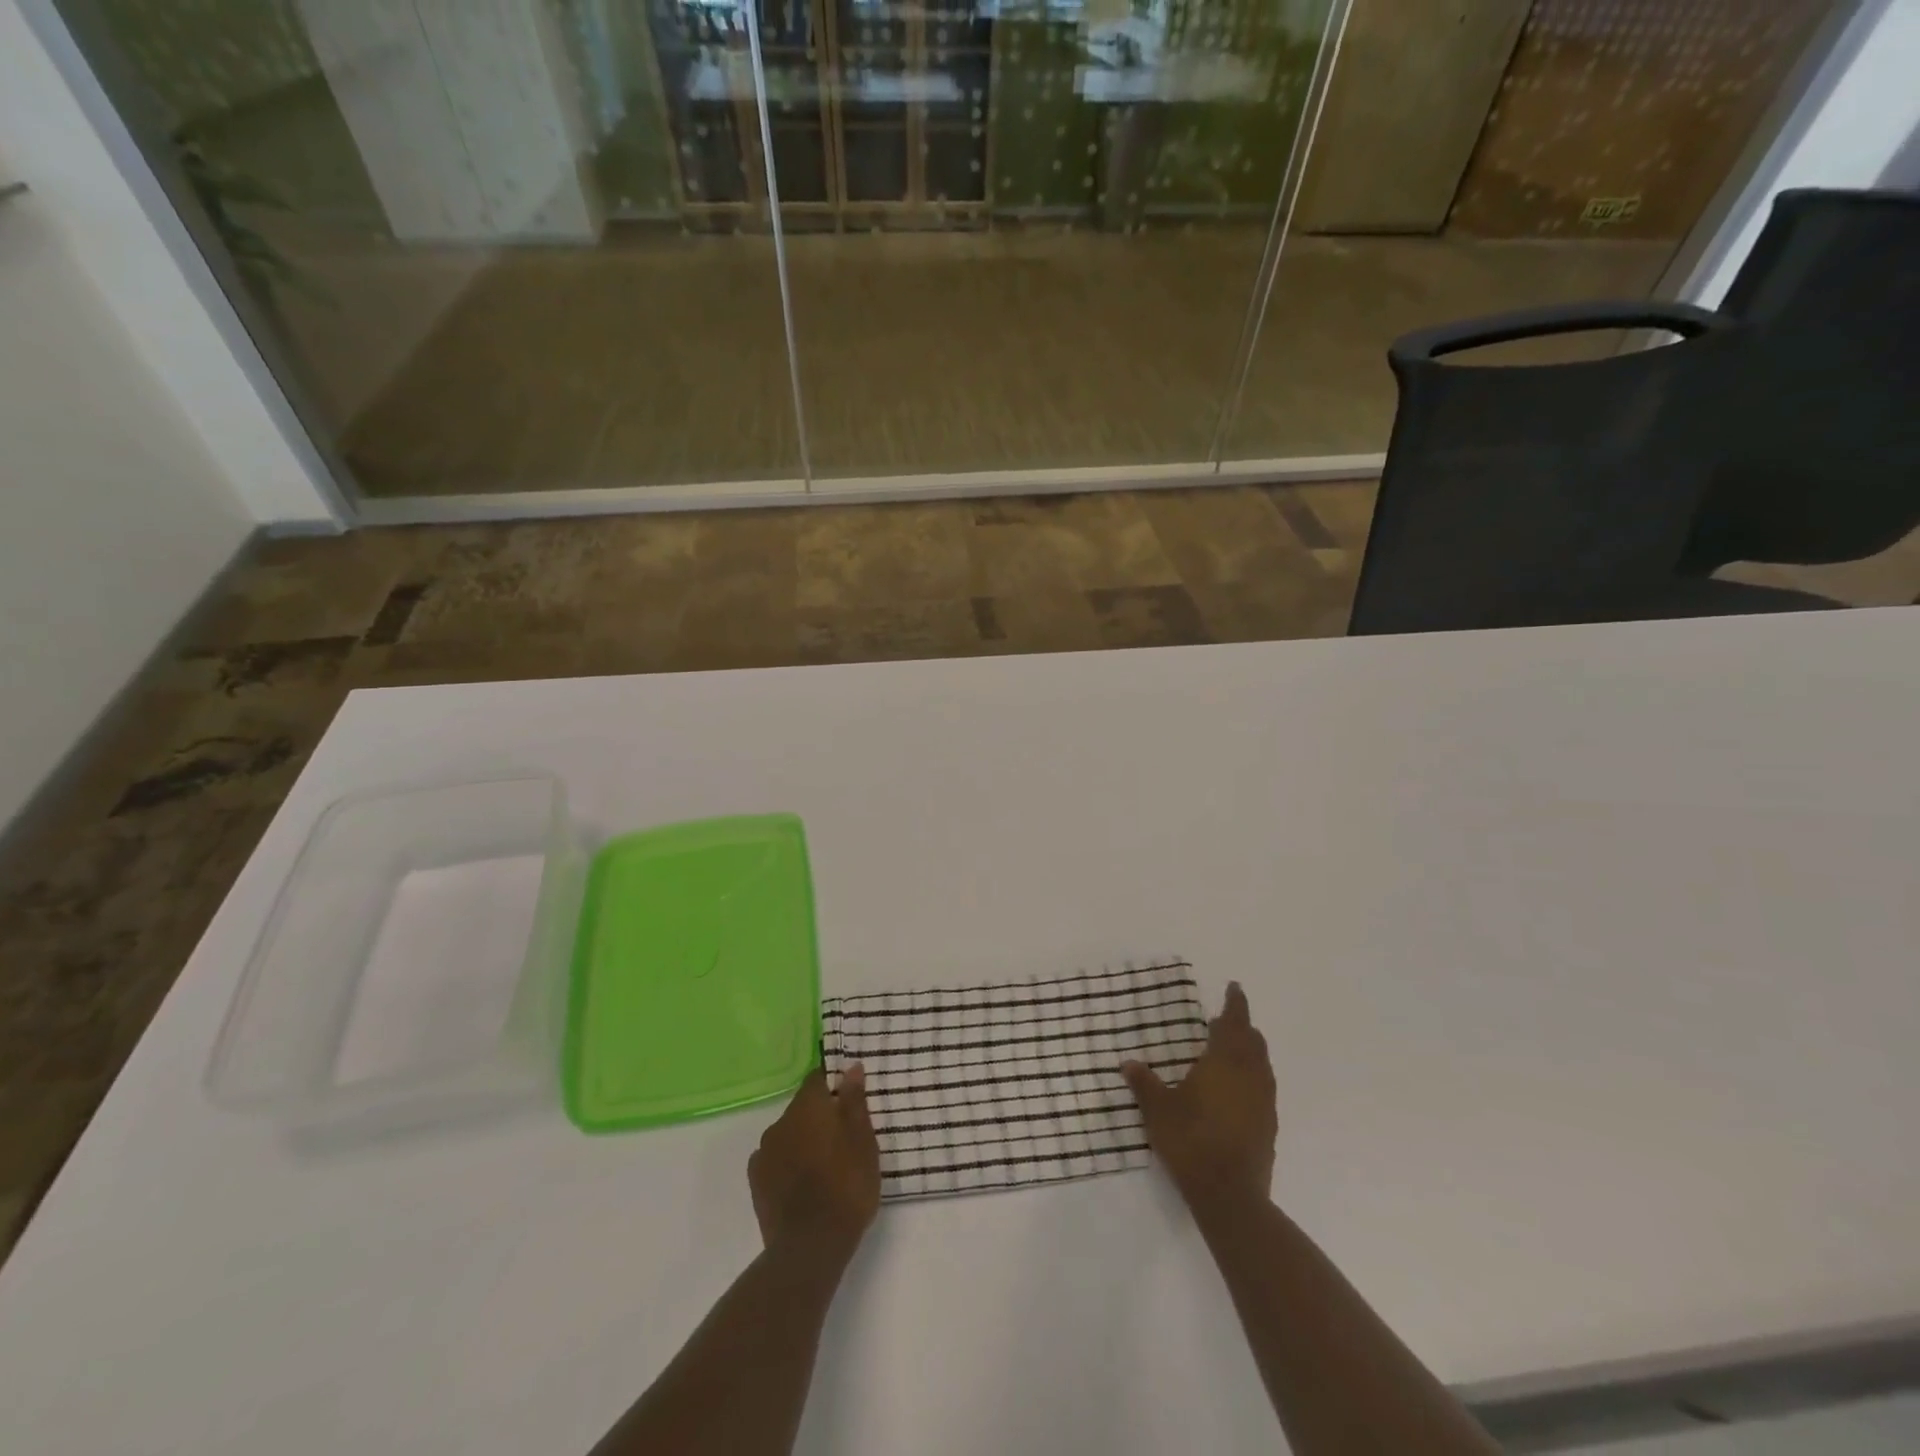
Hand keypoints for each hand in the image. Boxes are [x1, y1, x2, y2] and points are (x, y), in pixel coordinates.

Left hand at [749, 1066, 880, 1261]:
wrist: (810, 1246)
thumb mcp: (863, 1141)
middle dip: (820, 1117)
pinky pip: (776, 1160)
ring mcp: (764, 1153)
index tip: (850, 1101)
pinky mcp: (756, 1182)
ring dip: (804, 1141)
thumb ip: (855, 1101)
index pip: (818, 1079)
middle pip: (803, 1108)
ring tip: (825, 1166)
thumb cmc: (846, 1186)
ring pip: (789, 1135)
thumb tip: (852, 1067)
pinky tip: (804, 1185)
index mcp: (807, 1107)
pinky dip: (789, 1165)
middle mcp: (780, 1122)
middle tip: (844, 1139)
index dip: (834, 1086)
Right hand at [1122, 982, 1276, 1218]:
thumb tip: (1128, 1063)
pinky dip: (1252, 1077)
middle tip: (1225, 1020)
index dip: (1234, 1004)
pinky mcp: (1269, 1126)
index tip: (1234, 988)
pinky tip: (1236, 1091)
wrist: (1230, 1195)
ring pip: (1262, 1065)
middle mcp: (1250, 1075)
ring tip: (1231, 1052)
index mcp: (1225, 1061)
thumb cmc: (1191, 1140)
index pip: (1234, 1022)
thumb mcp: (1158, 1109)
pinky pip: (1263, 1088)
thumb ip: (1144, 1083)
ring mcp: (1264, 1102)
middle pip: (1253, 1041)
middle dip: (1241, 1027)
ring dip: (1249, 1052)